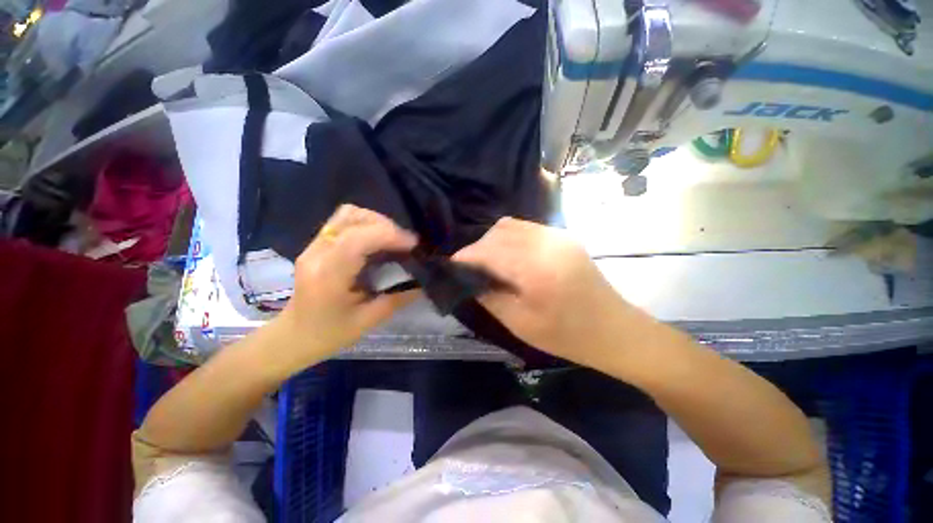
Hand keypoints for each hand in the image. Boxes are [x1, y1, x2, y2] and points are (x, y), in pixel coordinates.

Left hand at [269, 205, 418, 372]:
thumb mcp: (367, 321)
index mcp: (328, 275)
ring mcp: (314, 245)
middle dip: (386, 226)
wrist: (292, 336)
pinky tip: (378, 241)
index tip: (414, 245)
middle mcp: (317, 253)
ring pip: (348, 214)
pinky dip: (367, 224)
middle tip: (406, 244)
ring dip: (376, 222)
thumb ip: (398, 299)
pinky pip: (345, 221)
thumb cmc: (328, 334)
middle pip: (353, 218)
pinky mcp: (318, 243)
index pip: (358, 240)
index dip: (389, 235)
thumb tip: (424, 282)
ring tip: (393, 240)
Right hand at [453, 217, 639, 366]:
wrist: (615, 330)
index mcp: (536, 269)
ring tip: (487, 261)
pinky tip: (509, 256)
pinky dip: (510, 238)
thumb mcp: (521, 323)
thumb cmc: (567, 335)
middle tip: (469, 267)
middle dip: (477, 247)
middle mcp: (546, 243)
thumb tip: (469, 279)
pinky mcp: (563, 236)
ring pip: (511, 225)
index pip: (489, 250)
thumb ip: (490, 297)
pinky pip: (526, 228)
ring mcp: (557, 236)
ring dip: (493, 240)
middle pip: (498, 233)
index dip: (466, 256)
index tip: (452, 265)